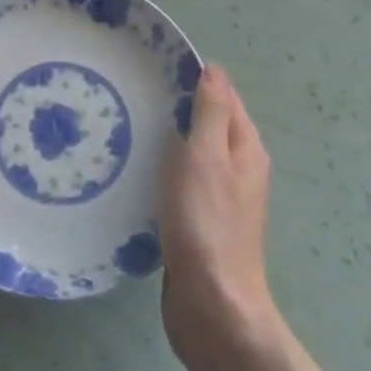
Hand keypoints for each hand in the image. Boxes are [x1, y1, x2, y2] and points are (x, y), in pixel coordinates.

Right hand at [160, 65, 278, 365]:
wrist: (212, 305)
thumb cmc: (207, 224)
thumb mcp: (206, 158)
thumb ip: (211, 113)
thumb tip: (214, 71)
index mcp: (245, 148)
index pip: (224, 97)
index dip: (195, 78)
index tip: (154, 65)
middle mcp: (238, 168)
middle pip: (207, 124)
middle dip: (176, 107)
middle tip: (132, 95)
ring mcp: (220, 198)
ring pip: (191, 155)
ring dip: (166, 141)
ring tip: (125, 128)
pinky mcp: (199, 223)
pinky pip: (180, 183)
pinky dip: (162, 172)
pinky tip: (135, 173)